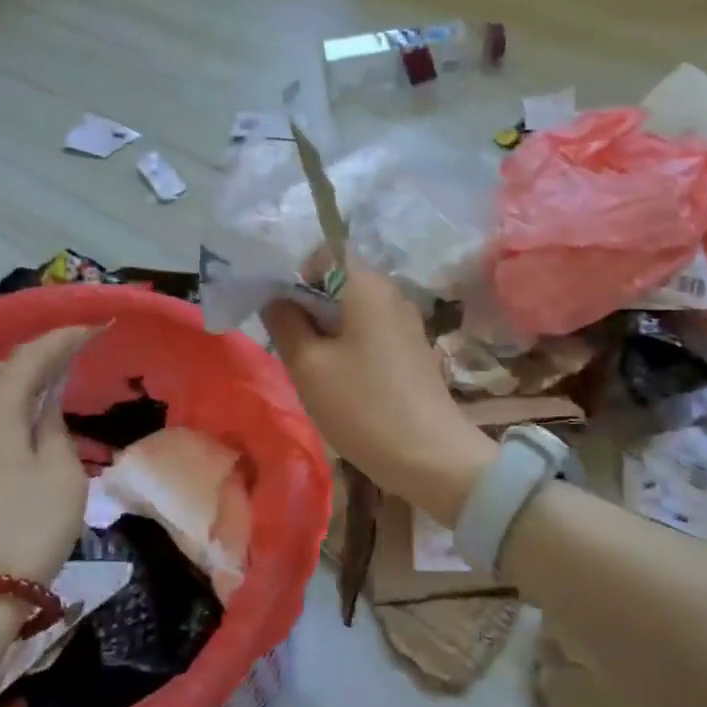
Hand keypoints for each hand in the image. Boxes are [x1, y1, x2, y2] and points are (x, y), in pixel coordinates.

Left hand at [0, 327, 90, 588]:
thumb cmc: (27, 531)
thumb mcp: (61, 476)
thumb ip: (54, 428)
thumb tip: (45, 405)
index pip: (30, 358)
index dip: (64, 338)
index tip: (97, 327)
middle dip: (32, 356)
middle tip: (70, 361)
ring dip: (12, 381)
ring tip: (48, 389)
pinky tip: (21, 421)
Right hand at [262, 261, 496, 526]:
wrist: (429, 455)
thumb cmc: (362, 404)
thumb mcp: (308, 365)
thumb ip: (285, 323)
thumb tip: (277, 299)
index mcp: (367, 285)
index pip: (326, 251)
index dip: (297, 272)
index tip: (283, 309)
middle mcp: (392, 293)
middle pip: (340, 280)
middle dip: (309, 305)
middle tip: (291, 343)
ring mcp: (407, 322)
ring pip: (354, 310)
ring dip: (328, 329)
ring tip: (313, 367)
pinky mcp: (412, 350)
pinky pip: (371, 332)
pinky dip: (350, 345)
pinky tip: (342, 381)